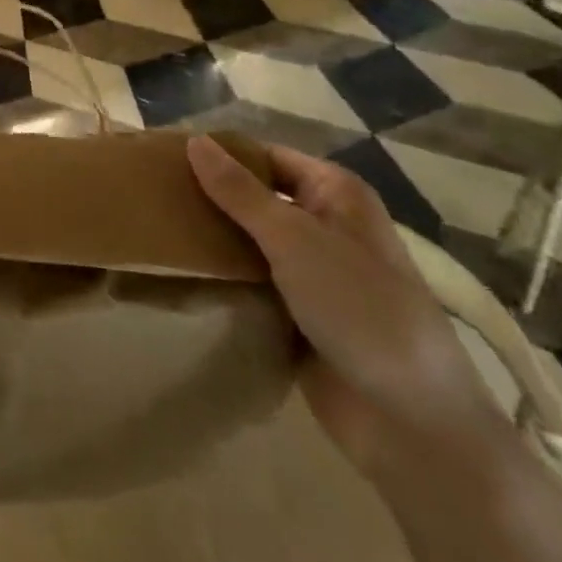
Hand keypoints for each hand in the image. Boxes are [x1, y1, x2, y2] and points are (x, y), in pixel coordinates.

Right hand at [187, 135, 507, 479]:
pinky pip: (251, 280)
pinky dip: (223, 274)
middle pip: (255, 197)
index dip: (220, 155)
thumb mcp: (294, 238)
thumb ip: (239, 191)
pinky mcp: (297, 313)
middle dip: (210, 196)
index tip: (165, 157)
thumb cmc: (359, 308)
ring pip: (249, 240)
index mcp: (335, 193)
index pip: (265, 156)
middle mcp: (325, 225)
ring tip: (154, 226)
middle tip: (152, 193)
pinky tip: (181, 269)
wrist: (409, 421)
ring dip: (212, 237)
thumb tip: (194, 140)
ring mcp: (312, 272)